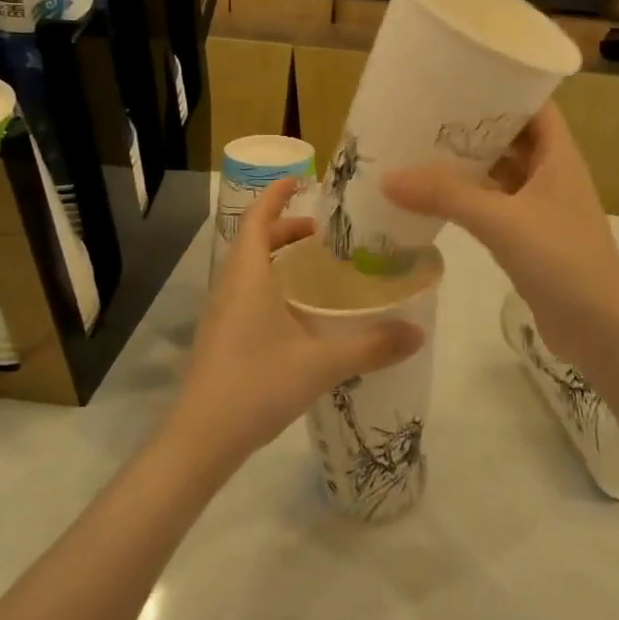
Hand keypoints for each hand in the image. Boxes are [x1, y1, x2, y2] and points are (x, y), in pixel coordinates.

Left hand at [170, 177, 422, 468]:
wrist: (201, 440)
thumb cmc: (256, 385)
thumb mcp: (320, 364)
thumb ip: (371, 346)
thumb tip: (418, 331)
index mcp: (248, 276)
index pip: (257, 218)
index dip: (275, 194)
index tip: (300, 180)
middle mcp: (230, 286)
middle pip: (253, 240)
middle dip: (285, 227)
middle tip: (324, 232)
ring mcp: (221, 312)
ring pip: (248, 267)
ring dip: (277, 256)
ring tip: (315, 266)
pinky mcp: (221, 336)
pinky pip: (246, 291)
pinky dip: (270, 283)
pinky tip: (297, 312)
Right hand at [381, 104, 618, 365]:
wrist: (601, 330)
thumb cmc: (562, 260)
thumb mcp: (502, 221)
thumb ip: (446, 196)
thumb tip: (387, 176)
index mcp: (557, 155)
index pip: (532, 104)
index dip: (501, 86)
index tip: (457, 77)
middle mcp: (551, 173)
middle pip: (510, 136)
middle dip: (472, 125)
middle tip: (424, 112)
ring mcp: (541, 207)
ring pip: (500, 173)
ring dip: (467, 163)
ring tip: (420, 148)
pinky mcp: (529, 237)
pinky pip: (494, 205)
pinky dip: (468, 198)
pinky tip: (434, 198)